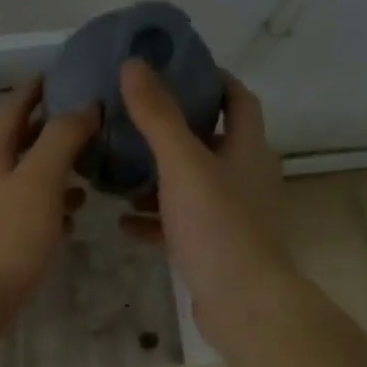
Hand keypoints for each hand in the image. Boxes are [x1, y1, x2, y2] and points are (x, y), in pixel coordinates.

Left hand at [0, 79, 98, 324]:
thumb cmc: (8, 235)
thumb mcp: (40, 180)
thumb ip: (61, 139)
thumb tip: (84, 105)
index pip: (11, 109)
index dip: (32, 90)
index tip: (56, 74)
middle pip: (17, 143)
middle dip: (48, 130)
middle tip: (84, 121)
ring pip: (23, 179)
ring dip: (53, 169)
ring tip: (87, 168)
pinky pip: (25, 211)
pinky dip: (49, 205)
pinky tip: (71, 216)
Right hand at [118, 59, 292, 341]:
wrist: (243, 303)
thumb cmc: (218, 226)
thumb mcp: (183, 164)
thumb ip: (157, 116)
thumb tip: (134, 64)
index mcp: (248, 149)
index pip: (237, 99)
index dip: (213, 79)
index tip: (176, 68)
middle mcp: (245, 177)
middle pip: (211, 142)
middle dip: (174, 130)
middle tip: (132, 118)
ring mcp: (231, 215)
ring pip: (192, 185)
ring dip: (158, 177)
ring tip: (119, 170)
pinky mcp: (214, 248)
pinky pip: (180, 224)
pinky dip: (154, 220)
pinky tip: (122, 222)